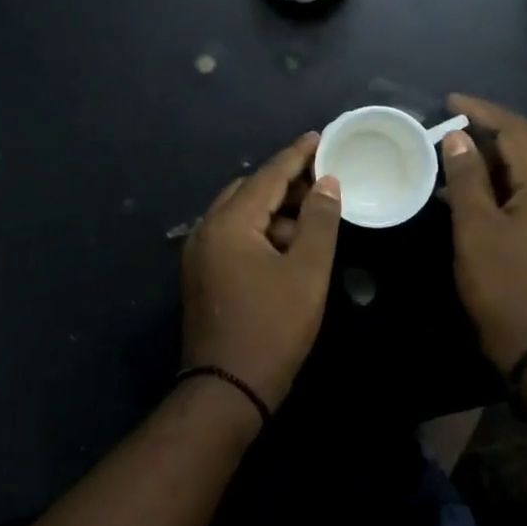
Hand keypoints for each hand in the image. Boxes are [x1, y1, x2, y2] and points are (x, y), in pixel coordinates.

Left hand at [181, 132, 342, 409]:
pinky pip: (232, 236)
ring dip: (274, 211)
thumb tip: (327, 182)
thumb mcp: (307, 271)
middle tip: (322, 180)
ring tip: (311, 219)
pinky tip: (286, 247)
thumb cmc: (273, 327)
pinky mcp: (201, 275)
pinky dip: (260, 232)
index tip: (320, 137)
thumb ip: (319, 220)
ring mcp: (198, 253)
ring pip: (240, 215)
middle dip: (285, 183)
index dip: (297, 155)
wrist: (227, 389)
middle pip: (249, 190)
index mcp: (229, 222)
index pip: (267, 175)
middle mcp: (205, 229)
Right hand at [440, 94, 526, 373]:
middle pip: (524, 153)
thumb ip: (467, 179)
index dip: (483, 111)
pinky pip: (524, 203)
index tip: (448, 101)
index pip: (518, 132)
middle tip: (443, 134)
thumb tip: (459, 138)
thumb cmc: (505, 287)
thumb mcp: (476, 230)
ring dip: (488, 168)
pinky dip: (496, 194)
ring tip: (448, 165)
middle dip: (484, 138)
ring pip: (523, 180)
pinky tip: (467, 203)